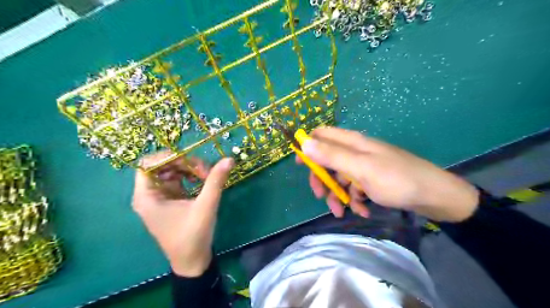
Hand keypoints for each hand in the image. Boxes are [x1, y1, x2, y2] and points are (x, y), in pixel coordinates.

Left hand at [134, 152, 235, 276]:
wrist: (192, 261)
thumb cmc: (193, 236)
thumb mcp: (205, 206)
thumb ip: (215, 181)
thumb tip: (229, 159)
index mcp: (147, 196)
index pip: (147, 164)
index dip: (167, 157)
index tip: (190, 160)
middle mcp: (149, 194)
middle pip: (162, 166)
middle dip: (184, 163)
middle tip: (205, 170)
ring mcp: (160, 197)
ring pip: (171, 171)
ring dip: (188, 169)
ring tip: (206, 175)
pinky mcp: (170, 200)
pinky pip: (177, 180)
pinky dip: (190, 177)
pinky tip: (202, 181)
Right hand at [296, 127, 476, 222]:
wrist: (435, 196)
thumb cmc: (397, 179)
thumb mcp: (361, 168)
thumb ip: (332, 155)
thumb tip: (303, 143)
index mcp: (352, 142)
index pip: (322, 135)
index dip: (308, 146)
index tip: (300, 165)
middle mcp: (356, 151)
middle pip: (327, 160)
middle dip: (322, 178)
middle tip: (321, 195)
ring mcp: (364, 166)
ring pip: (340, 177)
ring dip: (339, 195)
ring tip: (343, 212)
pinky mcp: (372, 180)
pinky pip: (354, 188)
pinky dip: (354, 200)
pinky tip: (362, 211)